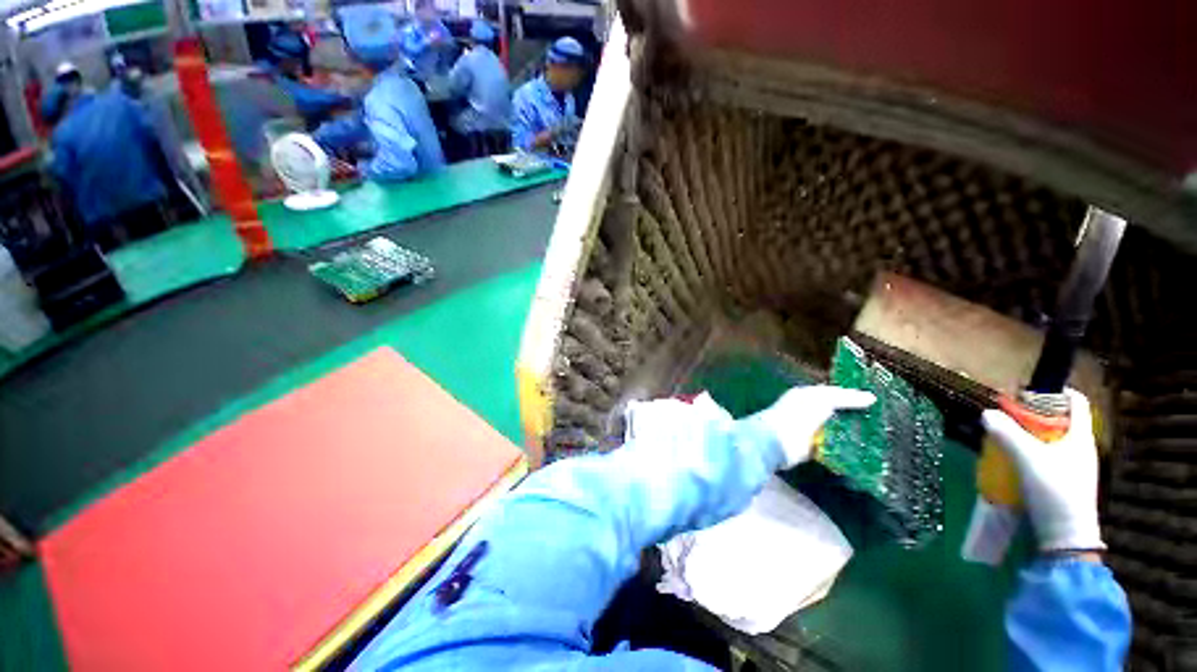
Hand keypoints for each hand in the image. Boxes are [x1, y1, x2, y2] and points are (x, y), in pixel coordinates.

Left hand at [754, 386, 875, 467]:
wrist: (777, 441)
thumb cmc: (798, 414)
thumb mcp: (823, 400)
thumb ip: (845, 398)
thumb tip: (872, 397)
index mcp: (807, 395)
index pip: (833, 394)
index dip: (852, 397)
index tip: (876, 402)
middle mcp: (808, 411)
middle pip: (836, 413)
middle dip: (855, 417)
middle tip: (882, 421)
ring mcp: (810, 430)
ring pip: (836, 430)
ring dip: (852, 434)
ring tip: (880, 437)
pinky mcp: (812, 449)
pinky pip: (833, 447)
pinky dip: (845, 449)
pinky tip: (865, 451)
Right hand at [981, 388, 1103, 552]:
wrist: (1066, 537)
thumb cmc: (1054, 490)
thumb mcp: (1027, 458)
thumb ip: (1007, 433)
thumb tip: (986, 413)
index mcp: (1081, 436)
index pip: (1076, 402)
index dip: (1055, 392)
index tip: (1029, 392)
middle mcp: (1082, 448)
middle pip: (1061, 420)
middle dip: (1035, 415)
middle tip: (1010, 417)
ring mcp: (1075, 467)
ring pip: (1054, 440)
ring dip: (1032, 436)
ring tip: (1007, 439)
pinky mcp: (1066, 483)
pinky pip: (1050, 457)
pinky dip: (1033, 453)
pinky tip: (1016, 462)